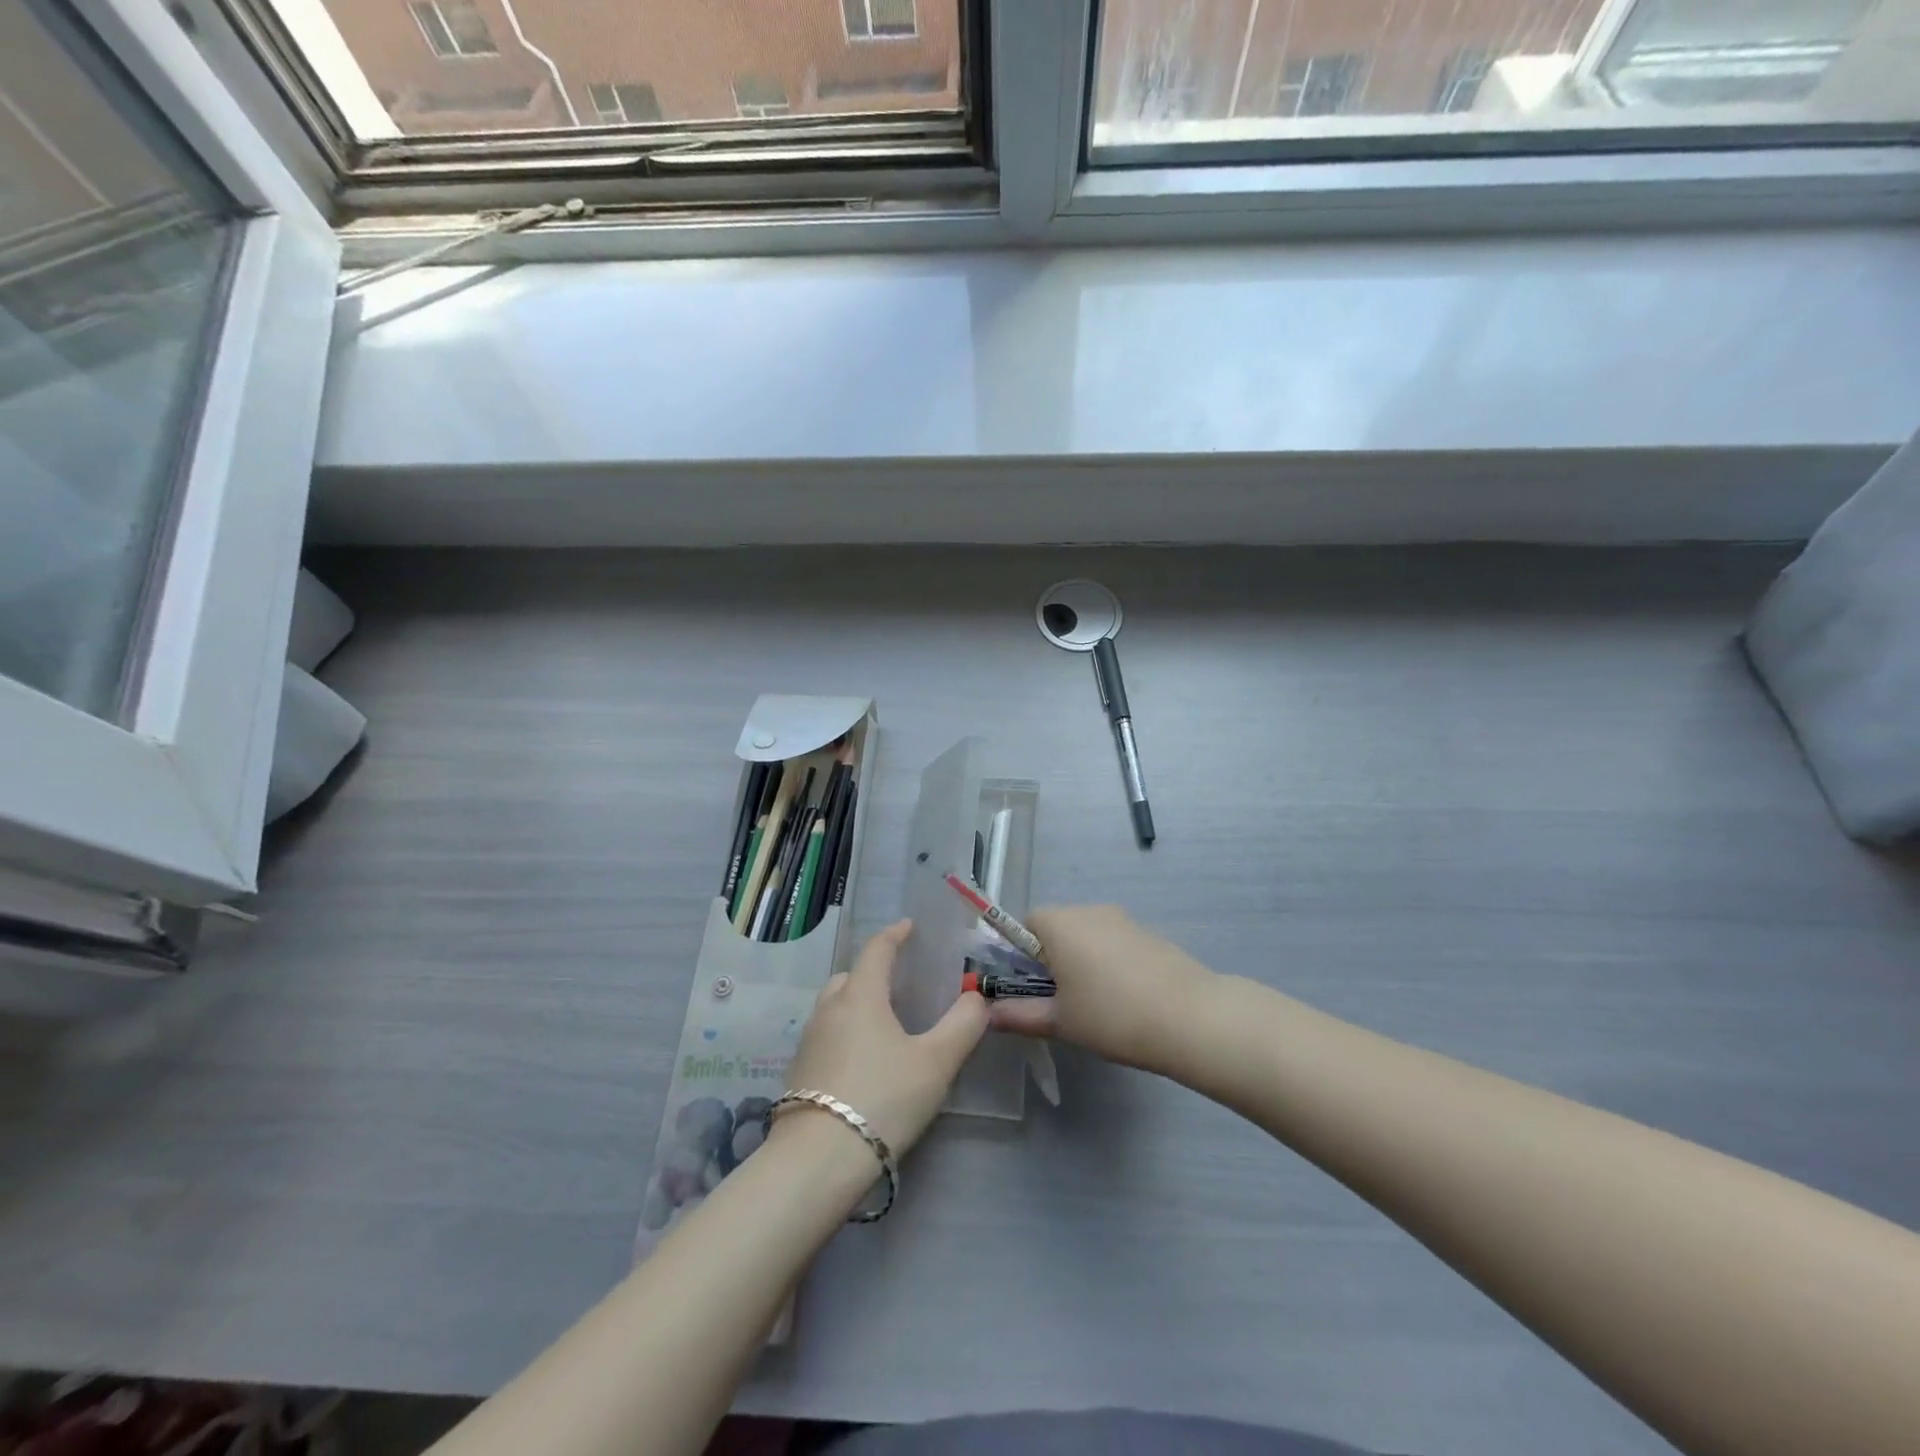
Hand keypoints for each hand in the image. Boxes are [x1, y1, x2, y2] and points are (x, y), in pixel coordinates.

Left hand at [778, 920, 987, 1157]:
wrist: (818, 1160)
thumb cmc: (883, 1098)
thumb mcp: (936, 1062)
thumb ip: (962, 1025)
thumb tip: (977, 997)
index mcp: (861, 995)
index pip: (877, 949)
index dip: (895, 934)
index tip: (909, 927)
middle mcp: (829, 1009)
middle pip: (851, 976)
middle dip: (874, 971)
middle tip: (901, 983)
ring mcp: (809, 1040)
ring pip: (835, 1006)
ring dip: (858, 1003)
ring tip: (885, 1023)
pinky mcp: (799, 1072)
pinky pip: (827, 1035)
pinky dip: (846, 1032)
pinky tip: (864, 1060)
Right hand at [986, 905, 1215, 1072]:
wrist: (1190, 1017)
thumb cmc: (1111, 1015)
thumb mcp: (1059, 1021)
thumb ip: (1018, 1015)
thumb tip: (988, 1013)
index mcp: (1059, 923)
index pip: (1024, 924)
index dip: (1020, 955)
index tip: (1031, 988)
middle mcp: (1088, 910)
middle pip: (1056, 928)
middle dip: (1051, 960)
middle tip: (1060, 1002)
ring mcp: (1123, 919)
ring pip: (1087, 936)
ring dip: (1082, 962)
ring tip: (1095, 1005)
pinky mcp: (1149, 933)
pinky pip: (1114, 943)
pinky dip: (1110, 964)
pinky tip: (1125, 1000)